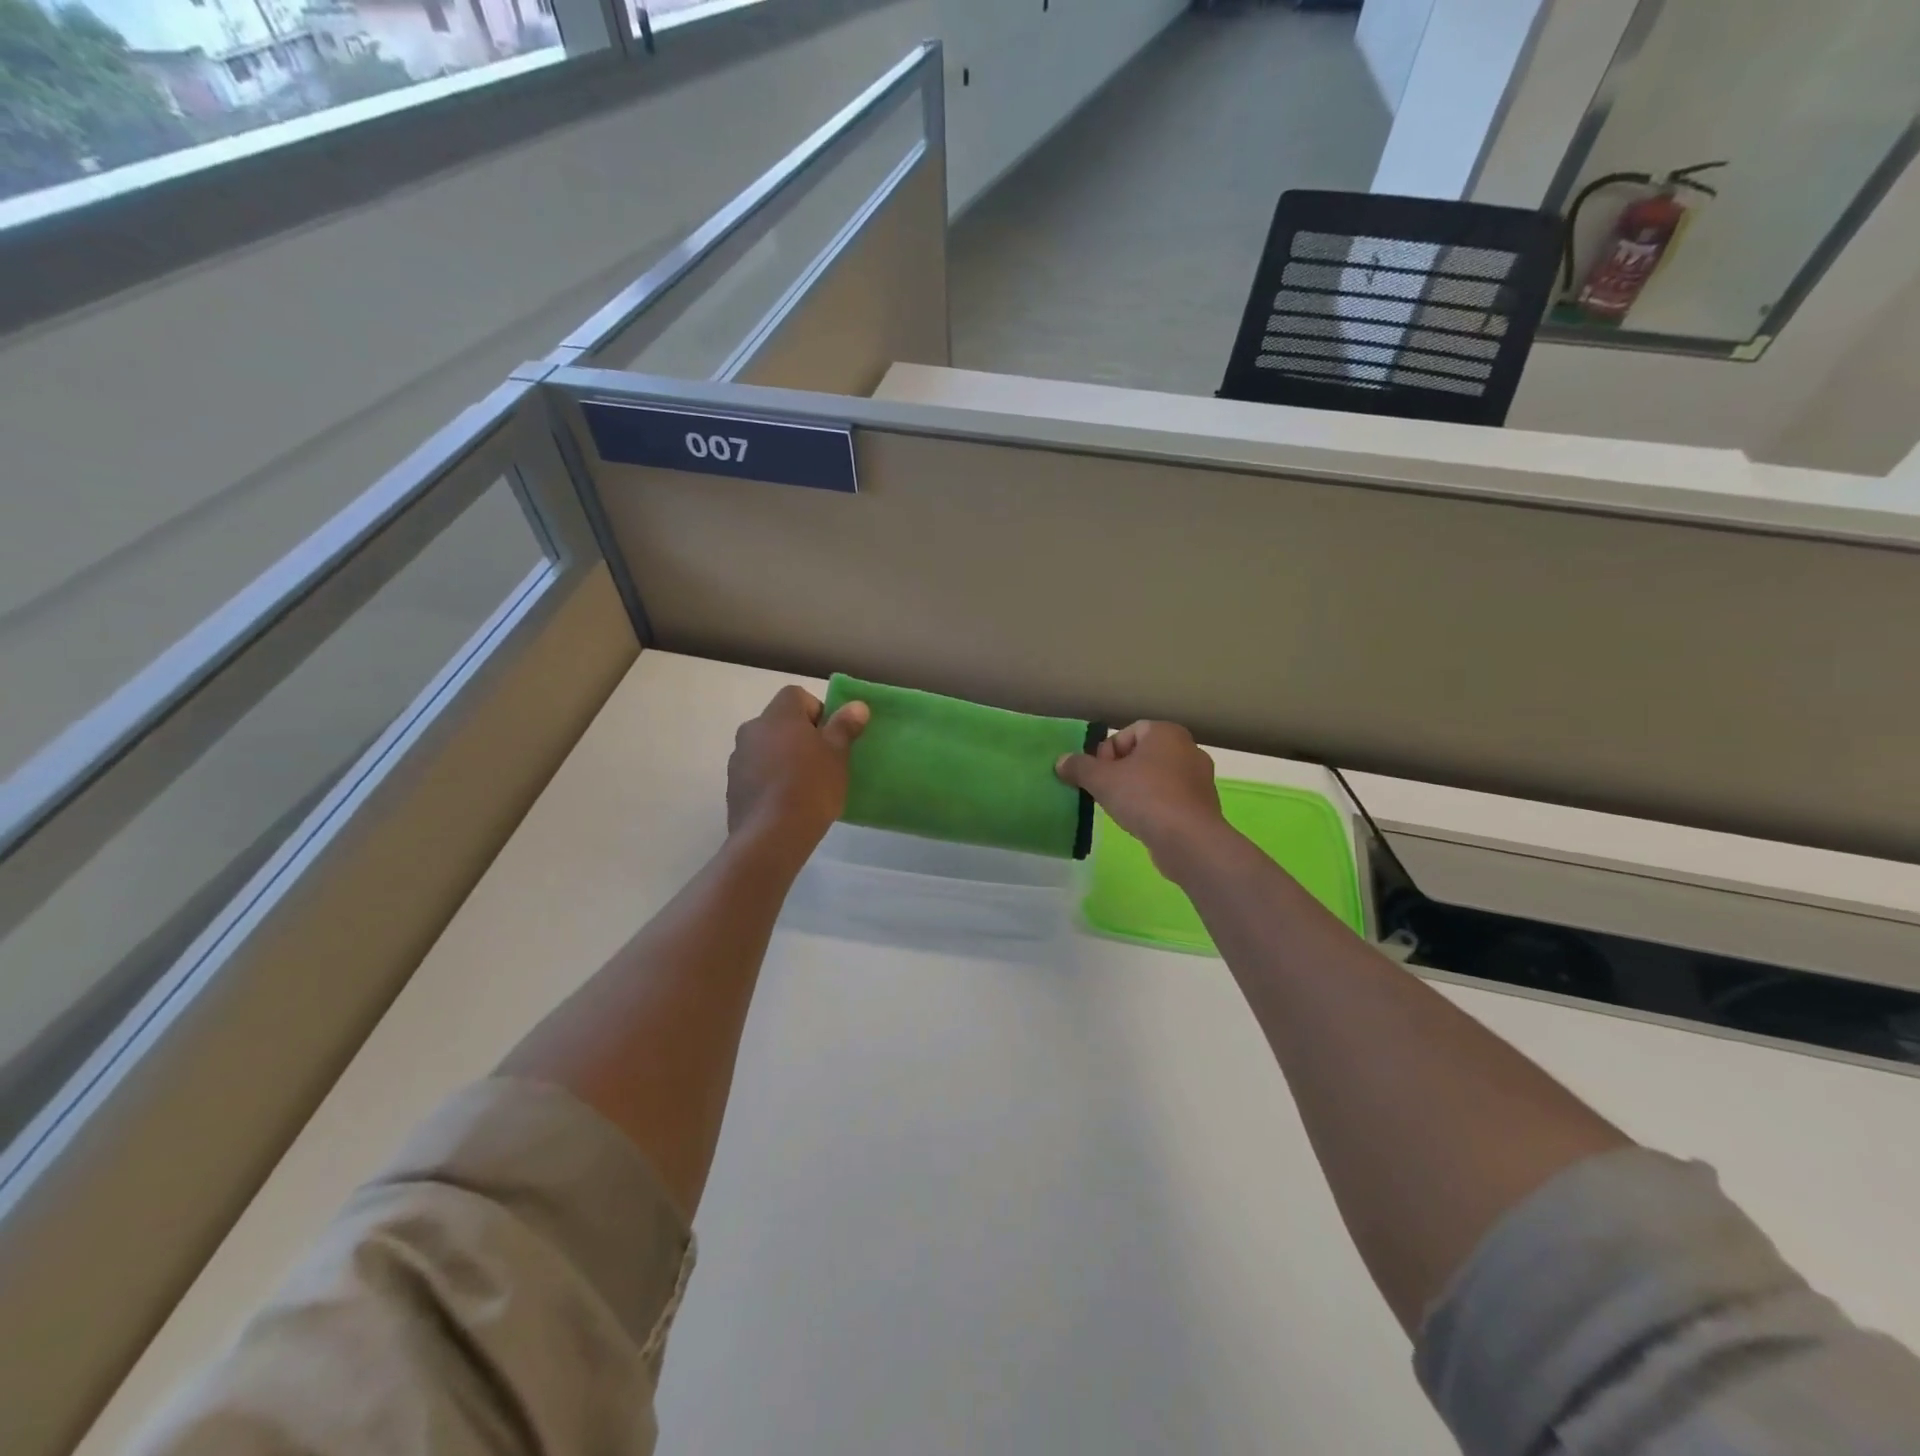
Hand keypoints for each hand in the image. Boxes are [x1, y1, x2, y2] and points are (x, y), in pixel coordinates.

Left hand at [727, 686, 868, 847]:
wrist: (772, 835)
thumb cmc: (811, 787)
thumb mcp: (837, 755)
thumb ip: (844, 726)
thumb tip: (856, 705)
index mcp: (778, 715)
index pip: (797, 695)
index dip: (817, 712)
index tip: (830, 737)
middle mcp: (752, 729)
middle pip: (780, 722)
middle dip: (800, 736)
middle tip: (821, 762)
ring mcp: (738, 757)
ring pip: (767, 747)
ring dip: (783, 757)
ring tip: (803, 786)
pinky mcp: (732, 785)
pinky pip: (756, 771)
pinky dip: (770, 778)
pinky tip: (785, 802)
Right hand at [1056, 721, 1227, 870]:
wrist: (1188, 840)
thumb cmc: (1145, 797)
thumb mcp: (1101, 780)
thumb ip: (1079, 767)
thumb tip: (1061, 761)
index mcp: (1166, 733)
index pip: (1127, 733)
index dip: (1106, 753)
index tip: (1098, 775)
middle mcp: (1188, 749)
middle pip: (1142, 755)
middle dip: (1120, 772)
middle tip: (1106, 792)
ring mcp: (1200, 778)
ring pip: (1157, 778)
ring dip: (1137, 790)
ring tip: (1123, 810)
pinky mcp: (1203, 806)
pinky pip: (1171, 798)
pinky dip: (1155, 806)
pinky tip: (1143, 823)